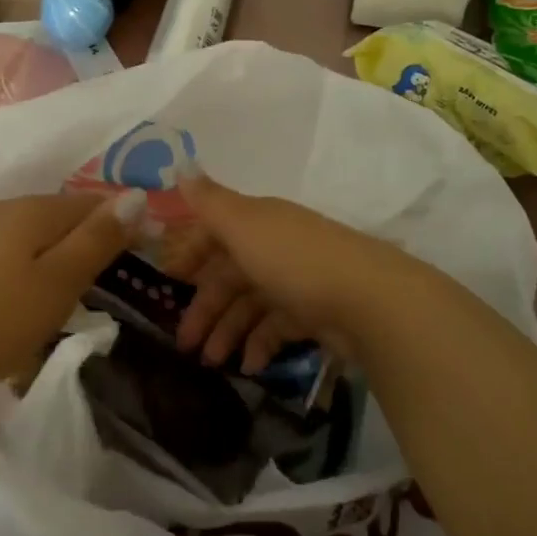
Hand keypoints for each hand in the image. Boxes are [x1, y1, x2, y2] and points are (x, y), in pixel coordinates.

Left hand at [0, 191, 143, 399]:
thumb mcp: (57, 284)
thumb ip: (97, 240)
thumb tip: (135, 195)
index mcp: (27, 209)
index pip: (88, 203)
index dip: (117, 222)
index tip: (138, 251)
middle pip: (51, 215)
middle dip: (78, 238)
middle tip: (99, 278)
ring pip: (18, 232)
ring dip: (43, 252)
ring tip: (56, 289)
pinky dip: (11, 265)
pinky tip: (8, 292)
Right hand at [170, 172, 446, 369]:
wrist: (368, 300)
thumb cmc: (294, 259)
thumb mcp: (243, 225)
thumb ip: (209, 201)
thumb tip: (181, 168)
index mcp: (257, 222)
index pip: (215, 232)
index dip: (190, 253)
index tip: (168, 281)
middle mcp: (274, 247)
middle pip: (229, 275)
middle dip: (204, 307)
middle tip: (183, 343)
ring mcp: (296, 282)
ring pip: (250, 306)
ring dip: (227, 332)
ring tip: (210, 363)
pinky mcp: (315, 314)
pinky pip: (278, 328)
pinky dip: (261, 346)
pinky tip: (250, 367)